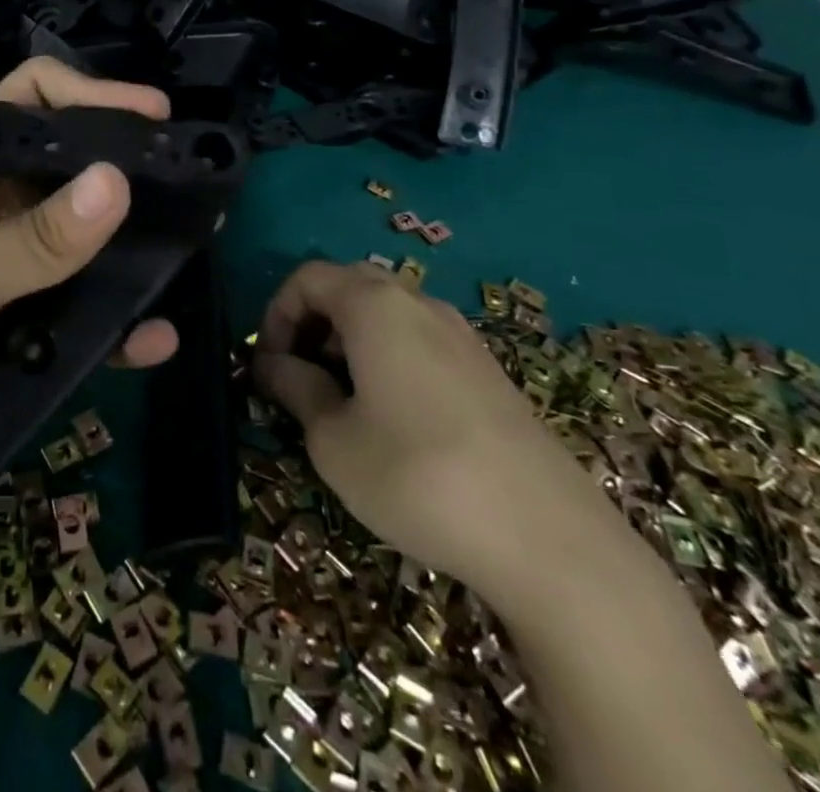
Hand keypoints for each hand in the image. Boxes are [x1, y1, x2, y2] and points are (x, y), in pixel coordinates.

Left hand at [0, 59, 178, 469]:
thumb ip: (33, 241)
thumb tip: (118, 182)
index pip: (31, 101)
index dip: (93, 96)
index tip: (156, 119)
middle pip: (65, 173)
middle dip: (127, 180)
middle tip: (195, 196)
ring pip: (73, 246)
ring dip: (125, 254)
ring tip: (186, 261)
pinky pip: (63, 311)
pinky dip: (105, 320)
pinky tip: (148, 338)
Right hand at [252, 261, 615, 588]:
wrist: (550, 542)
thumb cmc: (417, 476)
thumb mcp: (333, 440)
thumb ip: (295, 389)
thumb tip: (273, 365)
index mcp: (374, 306)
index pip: (307, 278)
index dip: (276, 314)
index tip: (268, 364)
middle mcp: (419, 304)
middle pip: (348, 287)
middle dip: (312, 324)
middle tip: (299, 376)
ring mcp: (461, 336)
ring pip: (386, 315)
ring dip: (349, 342)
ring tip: (341, 401)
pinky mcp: (489, 371)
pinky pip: (420, 342)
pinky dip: (388, 359)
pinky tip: (392, 418)